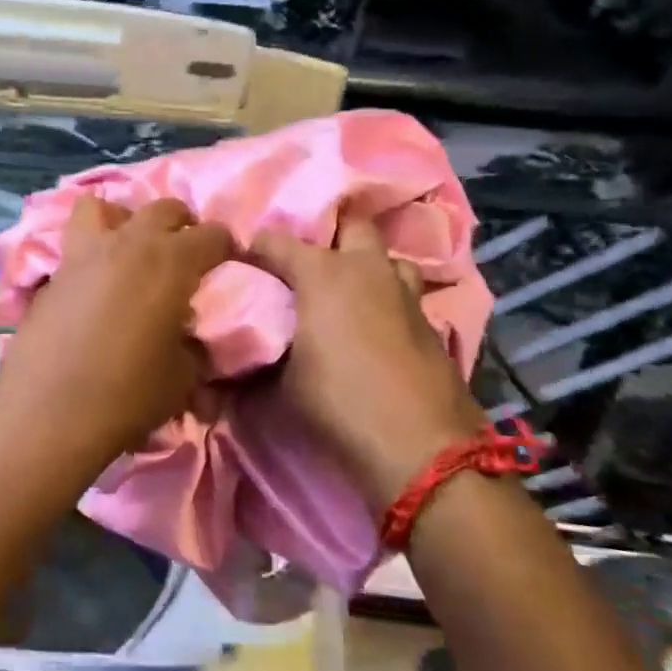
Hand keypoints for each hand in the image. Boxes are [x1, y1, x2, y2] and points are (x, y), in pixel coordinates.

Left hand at [0, 197, 231, 472]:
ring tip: (128, 249)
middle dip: (181, 225)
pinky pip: (74, 244)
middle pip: (163, 208)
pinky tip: (93, 285)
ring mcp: (83, 253)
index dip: (225, 248)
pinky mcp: (52, 274)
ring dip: (123, 219)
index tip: (227, 266)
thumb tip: (190, 339)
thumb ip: (193, 346)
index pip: (212, 235)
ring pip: (102, 206)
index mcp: (171, 262)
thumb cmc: (127, 395)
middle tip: (184, 255)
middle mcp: (128, 243)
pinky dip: (89, 252)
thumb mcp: (182, 378)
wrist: (47, 412)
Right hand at [250, 210, 485, 512]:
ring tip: (350, 292)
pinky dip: (388, 300)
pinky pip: (405, 294)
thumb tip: (241, 356)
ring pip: (388, 257)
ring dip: (368, 266)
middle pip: (352, 226)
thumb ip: (263, 355)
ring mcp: (405, 293)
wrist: (419, 444)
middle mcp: (367, 270)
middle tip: (310, 268)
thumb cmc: (338, 403)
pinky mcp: (430, 321)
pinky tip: (377, 327)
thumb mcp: (283, 383)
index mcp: (322, 274)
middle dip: (330, 237)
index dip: (256, 249)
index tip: (244, 264)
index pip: (276, 241)